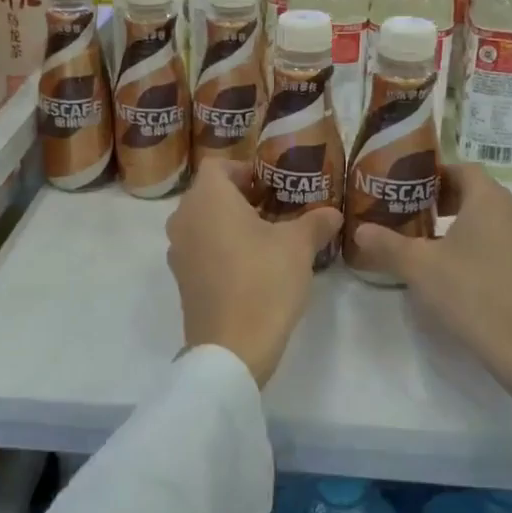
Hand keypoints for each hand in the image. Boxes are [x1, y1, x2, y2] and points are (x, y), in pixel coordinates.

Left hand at [165, 159, 341, 387]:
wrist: (231, 348)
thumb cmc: (263, 281)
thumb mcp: (298, 246)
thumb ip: (315, 222)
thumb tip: (333, 213)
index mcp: (208, 199)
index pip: (218, 165)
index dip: (245, 168)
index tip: (271, 184)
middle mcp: (184, 218)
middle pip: (209, 193)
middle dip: (240, 196)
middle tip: (275, 208)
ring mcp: (178, 251)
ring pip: (203, 222)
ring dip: (230, 223)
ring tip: (266, 237)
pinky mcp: (181, 279)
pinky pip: (200, 248)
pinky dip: (220, 247)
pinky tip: (251, 266)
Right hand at [351, 164, 511, 452]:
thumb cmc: (473, 294)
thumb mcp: (419, 267)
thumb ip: (387, 244)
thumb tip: (359, 229)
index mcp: (489, 200)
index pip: (462, 168)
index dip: (434, 174)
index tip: (408, 188)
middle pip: (477, 192)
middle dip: (443, 200)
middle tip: (412, 215)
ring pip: (491, 219)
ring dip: (461, 224)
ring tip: (430, 244)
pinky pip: (504, 241)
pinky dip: (480, 245)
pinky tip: (459, 272)